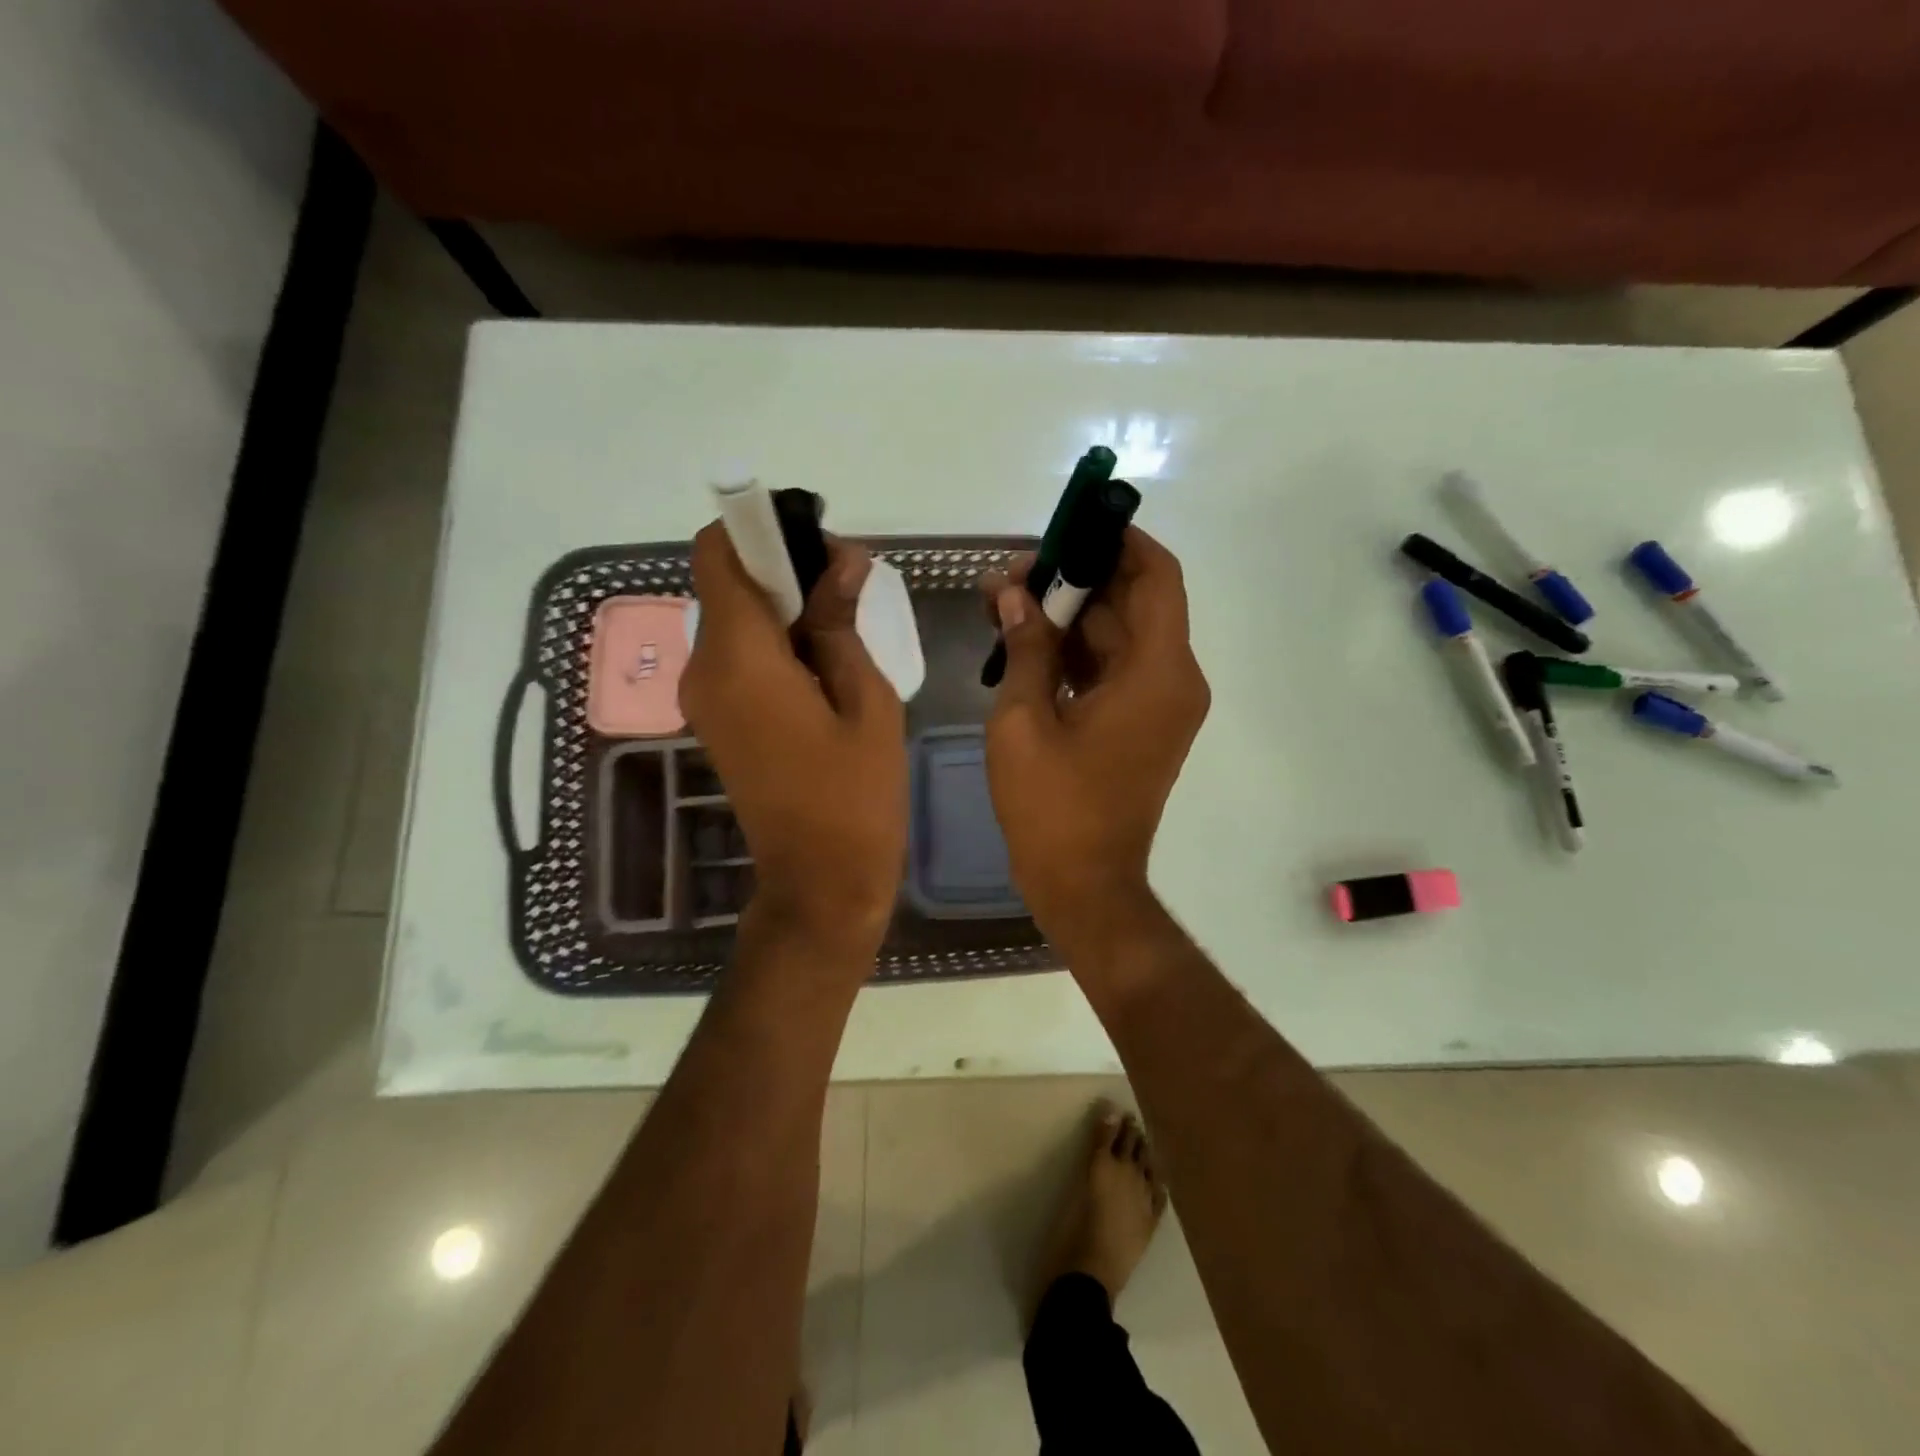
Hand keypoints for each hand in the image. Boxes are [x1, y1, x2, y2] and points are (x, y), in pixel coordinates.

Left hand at [679, 522, 906, 958]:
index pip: (717, 554)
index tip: (813, 538)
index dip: (757, 530)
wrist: (820, 882)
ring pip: (732, 619)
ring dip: (781, 606)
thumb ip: (843, 622)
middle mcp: (704, 669)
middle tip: (847, 582)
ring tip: (844, 622)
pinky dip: (773, 641)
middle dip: (781, 568)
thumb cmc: (856, 795)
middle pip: (725, 583)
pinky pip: (736, 656)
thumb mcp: (867, 700)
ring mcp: (704, 698)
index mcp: (739, 659)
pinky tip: (823, 661)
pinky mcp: (717, 720)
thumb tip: (841, 561)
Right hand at [980, 527, 1209, 948]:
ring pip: (1119, 637)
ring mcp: (1161, 705)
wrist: (1084, 885)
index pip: (1156, 576)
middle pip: (1133, 603)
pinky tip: (1026, 644)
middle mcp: (1173, 680)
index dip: (1120, 540)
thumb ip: (1024, 647)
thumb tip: (1012, 593)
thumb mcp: (1023, 719)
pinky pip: (1115, 670)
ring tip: (1005, 602)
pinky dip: (1077, 653)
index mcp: (1157, 672)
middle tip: (1013, 572)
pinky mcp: (1143, 726)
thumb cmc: (1052, 805)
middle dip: (1075, 579)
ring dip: (1070, 617)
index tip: (1073, 524)